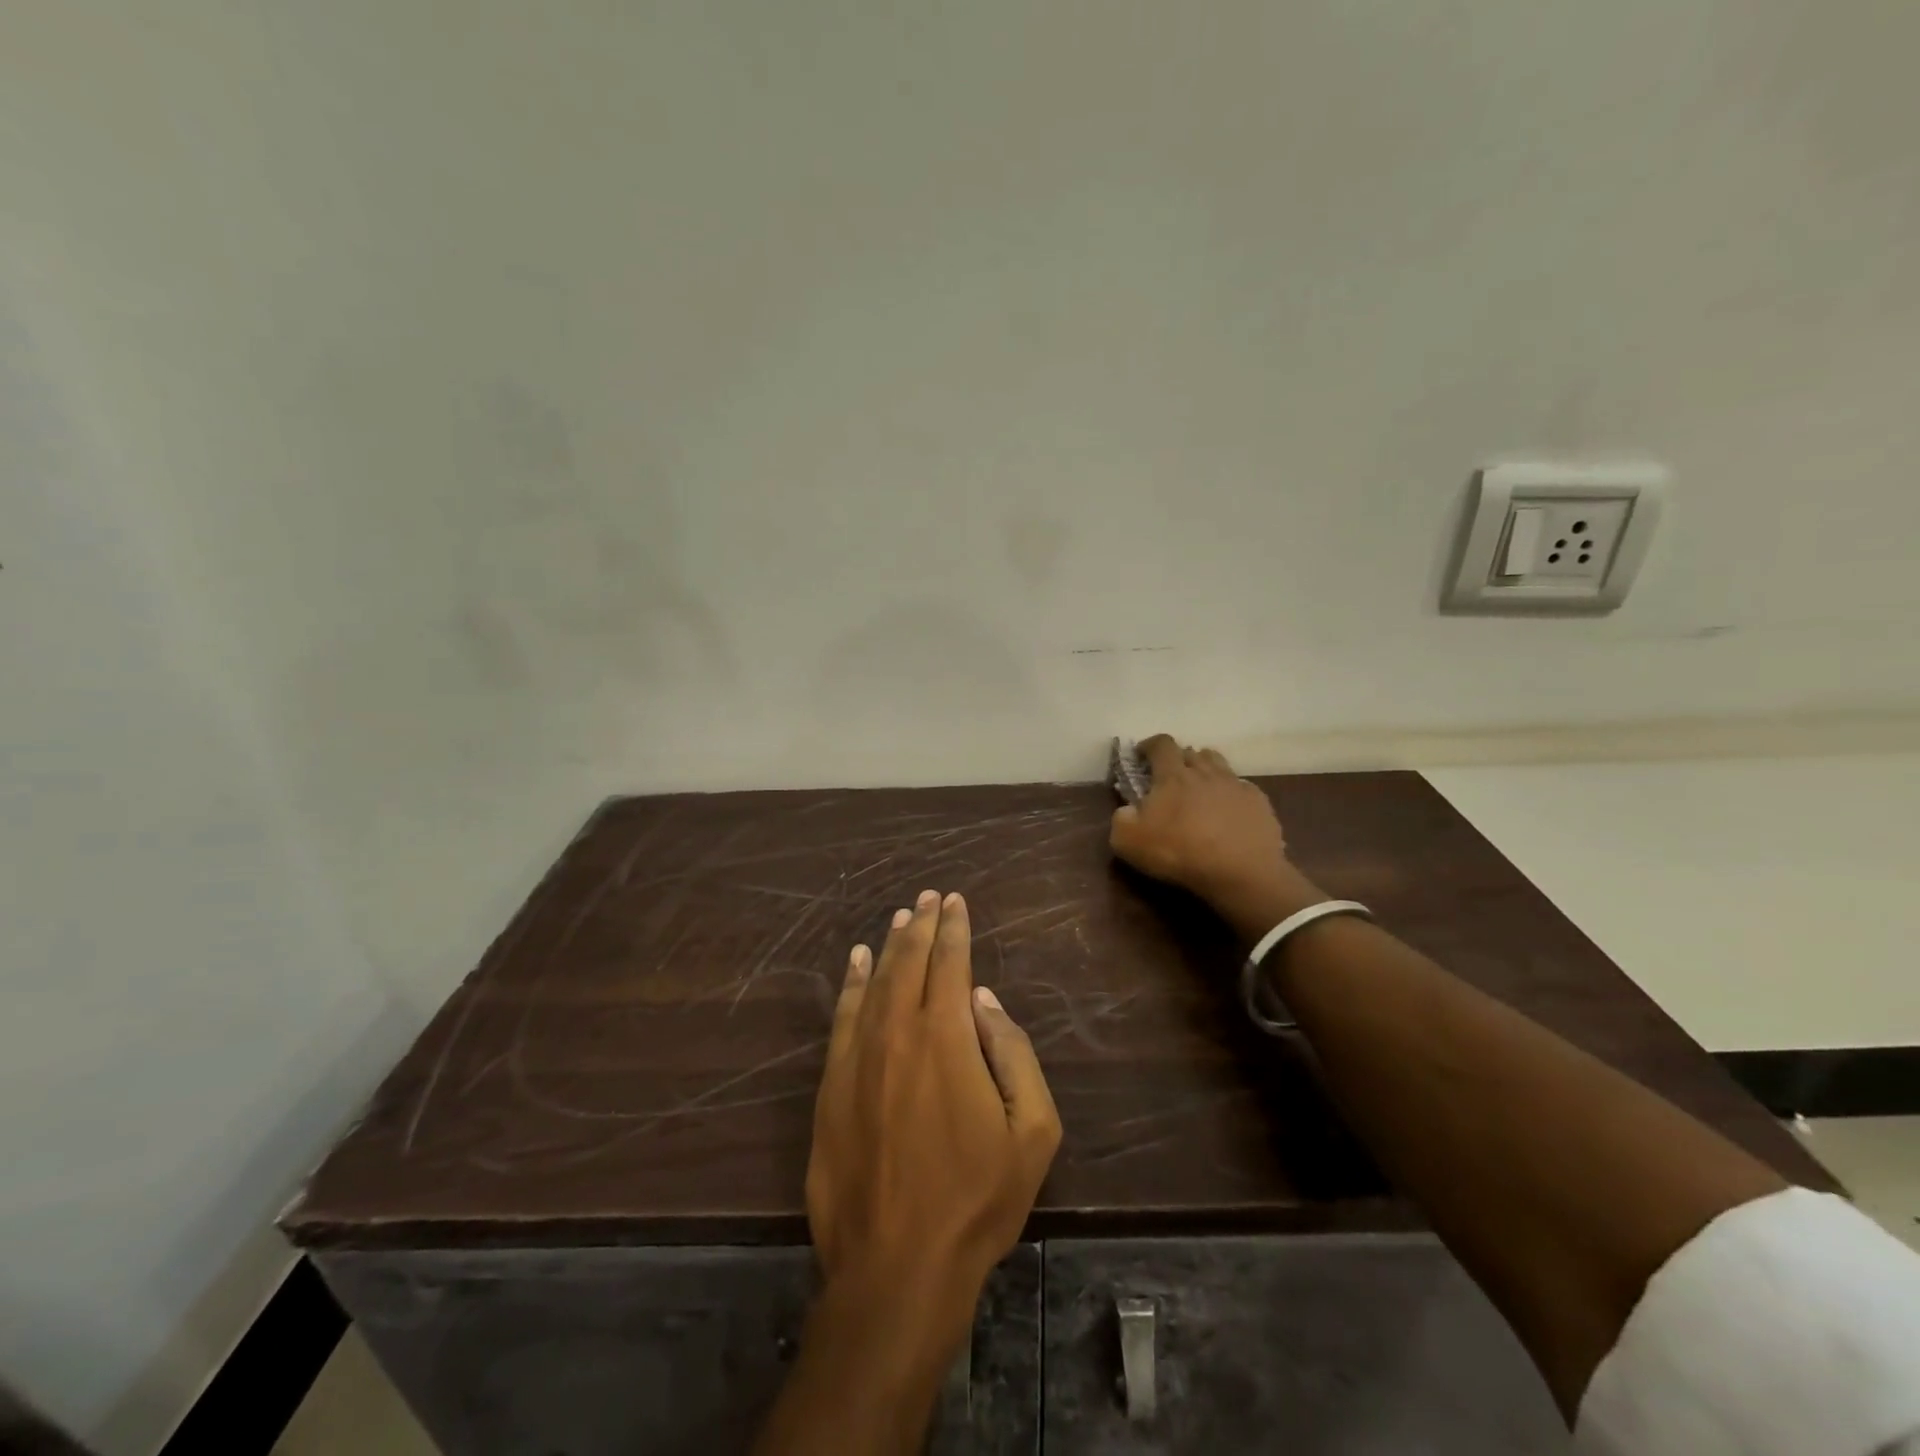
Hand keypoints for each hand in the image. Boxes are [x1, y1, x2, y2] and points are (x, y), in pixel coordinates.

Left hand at [807, 889, 1060, 1315]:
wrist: (896, 1267)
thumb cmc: (976, 1200)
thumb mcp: (1032, 1132)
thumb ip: (1013, 1053)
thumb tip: (983, 1001)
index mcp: (946, 1036)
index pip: (950, 962)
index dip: (954, 927)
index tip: (956, 901)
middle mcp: (897, 1031)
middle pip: (908, 960)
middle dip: (922, 923)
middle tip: (930, 897)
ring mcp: (857, 1056)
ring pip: (873, 980)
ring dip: (889, 945)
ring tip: (901, 918)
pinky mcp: (830, 1084)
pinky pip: (841, 1016)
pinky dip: (849, 982)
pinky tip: (855, 961)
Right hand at [1108, 735, 1323, 940]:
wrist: (1240, 872)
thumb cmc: (1179, 852)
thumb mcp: (1128, 842)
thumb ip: (1121, 819)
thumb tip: (1127, 810)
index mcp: (1173, 775)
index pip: (1161, 745)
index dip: (1150, 745)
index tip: (1142, 753)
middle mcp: (1205, 772)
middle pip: (1191, 752)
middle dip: (1179, 759)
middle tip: (1170, 778)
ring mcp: (1235, 785)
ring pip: (1218, 764)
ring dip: (1206, 770)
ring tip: (1200, 788)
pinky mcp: (1259, 802)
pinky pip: (1241, 787)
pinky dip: (1230, 793)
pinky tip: (1228, 811)